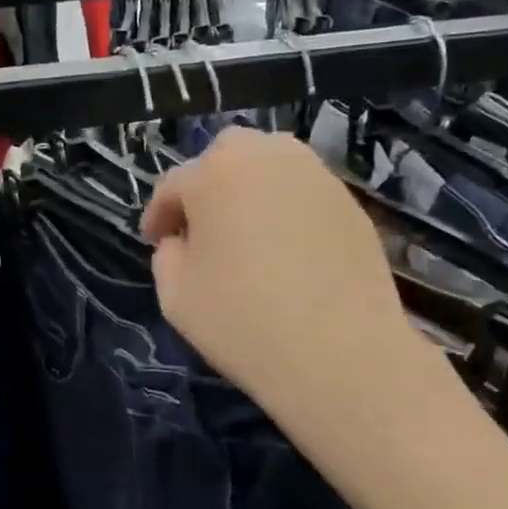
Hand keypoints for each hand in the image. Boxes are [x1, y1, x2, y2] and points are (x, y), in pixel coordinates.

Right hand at [141, 127, 412, 407]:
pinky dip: (288, 211)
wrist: (339, 353)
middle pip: (228, 156)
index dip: (159, 214)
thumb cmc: (242, 321)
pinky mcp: (352, 204)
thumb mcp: (176, 296)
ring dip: (251, 191)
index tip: (155, 241)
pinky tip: (287, 253)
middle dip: (208, 185)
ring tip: (246, 235)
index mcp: (215, 174)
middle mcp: (268, 158)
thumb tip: (181, 242)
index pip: (174, 184)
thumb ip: (167, 256)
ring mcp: (317, 177)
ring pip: (272, 166)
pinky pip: (305, 195)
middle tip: (203, 228)